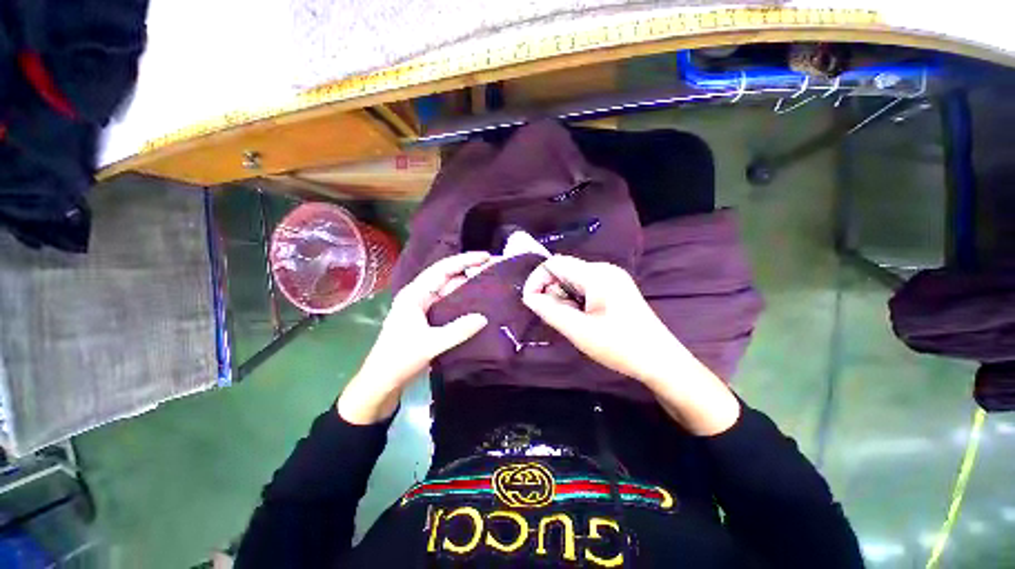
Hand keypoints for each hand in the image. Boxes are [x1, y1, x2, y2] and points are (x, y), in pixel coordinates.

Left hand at [337, 252, 490, 423]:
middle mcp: (420, 296)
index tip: (486, 257)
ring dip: (467, 286)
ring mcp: (424, 308)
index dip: (465, 261)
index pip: (442, 269)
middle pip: (447, 277)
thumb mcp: (430, 344)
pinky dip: (463, 301)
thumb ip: (458, 330)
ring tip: (489, 282)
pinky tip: (477, 303)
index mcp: (415, 294)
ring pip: (449, 291)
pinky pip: (449, 304)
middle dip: (469, 270)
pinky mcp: (429, 319)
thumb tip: (484, 318)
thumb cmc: (400, 358)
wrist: (382, 381)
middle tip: (493, 268)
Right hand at [521, 255, 681, 384]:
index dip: (537, 280)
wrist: (661, 362)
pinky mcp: (615, 289)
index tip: (531, 303)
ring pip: (573, 281)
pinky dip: (575, 301)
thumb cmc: (620, 347)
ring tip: (572, 322)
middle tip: (556, 319)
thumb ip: (550, 311)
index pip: (554, 264)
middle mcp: (604, 270)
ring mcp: (611, 278)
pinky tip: (582, 319)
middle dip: (551, 292)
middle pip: (564, 271)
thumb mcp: (579, 331)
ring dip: (563, 299)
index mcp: (597, 275)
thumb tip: (529, 297)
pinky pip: (584, 288)